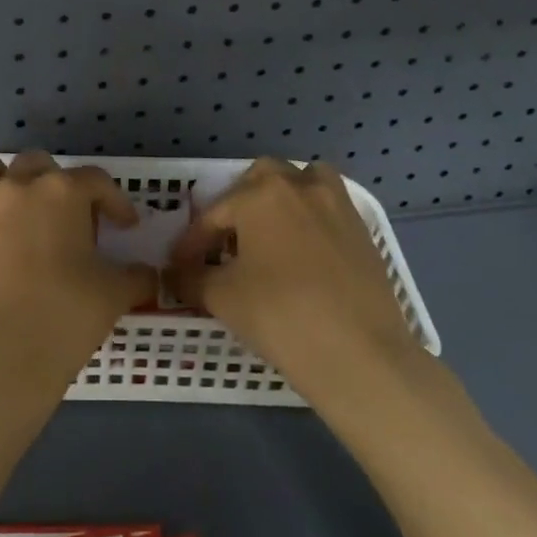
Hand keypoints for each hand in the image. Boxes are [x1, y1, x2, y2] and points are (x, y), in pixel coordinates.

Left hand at [0, 151, 157, 392]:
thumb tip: (146, 273)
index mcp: (62, 192)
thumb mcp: (114, 294)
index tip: (124, 226)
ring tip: (18, 206)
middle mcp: (18, 186)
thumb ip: (136, 276)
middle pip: (40, 164)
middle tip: (70, 218)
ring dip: (5, 178)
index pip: (96, 181)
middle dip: (58, 184)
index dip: (115, 202)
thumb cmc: (64, 316)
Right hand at [168, 158, 426, 404]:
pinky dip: (310, 219)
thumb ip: (190, 278)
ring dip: (280, 200)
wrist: (361, 355)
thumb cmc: (280, 316)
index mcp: (260, 194)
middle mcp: (299, 186)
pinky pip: (327, 209)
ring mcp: (337, 205)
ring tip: (268, 236)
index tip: (178, 268)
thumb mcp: (221, 298)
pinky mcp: (363, 230)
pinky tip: (301, 255)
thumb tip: (174, 274)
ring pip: (302, 183)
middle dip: (237, 207)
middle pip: (258, 181)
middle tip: (225, 245)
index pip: (213, 215)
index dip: (191, 244)